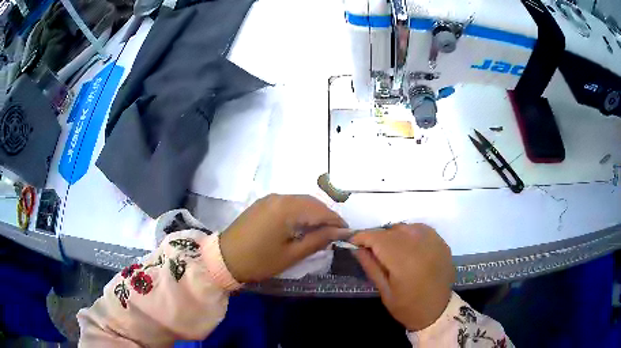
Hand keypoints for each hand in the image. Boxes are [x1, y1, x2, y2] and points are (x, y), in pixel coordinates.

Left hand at [219, 194, 349, 282]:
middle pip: (311, 202)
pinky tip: (303, 224)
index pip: (320, 210)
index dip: (336, 221)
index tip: (347, 233)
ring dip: (314, 213)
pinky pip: (288, 203)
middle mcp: (279, 197)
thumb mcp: (291, 255)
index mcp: (287, 209)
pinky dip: (300, 211)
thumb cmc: (258, 261)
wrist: (224, 258)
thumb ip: (317, 240)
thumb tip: (338, 232)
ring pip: (300, 201)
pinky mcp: (262, 203)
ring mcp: (269, 198)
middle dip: (326, 216)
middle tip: (336, 233)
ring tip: (322, 230)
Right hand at [350, 224, 454, 330]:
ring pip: (406, 227)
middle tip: (371, 250)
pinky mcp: (442, 243)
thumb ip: (371, 266)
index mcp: (404, 262)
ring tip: (390, 250)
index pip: (378, 238)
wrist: (438, 311)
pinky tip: (407, 247)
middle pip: (391, 231)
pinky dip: (410, 234)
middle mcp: (421, 246)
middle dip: (377, 237)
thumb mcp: (384, 291)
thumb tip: (356, 248)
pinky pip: (421, 229)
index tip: (353, 242)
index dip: (362, 237)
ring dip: (393, 235)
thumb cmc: (407, 307)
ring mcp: (434, 242)